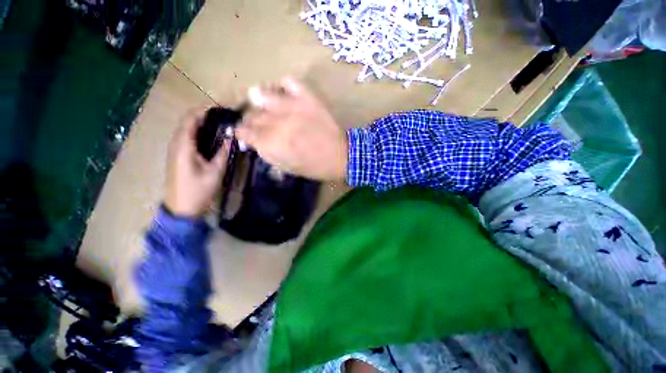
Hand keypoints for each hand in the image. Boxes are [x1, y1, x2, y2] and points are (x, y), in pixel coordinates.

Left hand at [164, 109, 229, 217]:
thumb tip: (231, 136)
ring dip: (204, 124)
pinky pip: (188, 138)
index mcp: (183, 145)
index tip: (223, 110)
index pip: (191, 118)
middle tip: (226, 118)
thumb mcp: (215, 171)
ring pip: (188, 129)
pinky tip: (214, 138)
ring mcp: (176, 150)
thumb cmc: (198, 190)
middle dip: (206, 116)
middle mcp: (176, 143)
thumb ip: (223, 151)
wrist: (181, 208)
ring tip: (223, 126)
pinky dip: (200, 133)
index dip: (205, 110)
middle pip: (189, 122)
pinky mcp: (179, 156)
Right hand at [235, 77, 347, 180]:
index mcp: (271, 144)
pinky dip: (284, 87)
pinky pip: (288, 81)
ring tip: (271, 109)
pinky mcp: (307, 97)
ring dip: (262, 102)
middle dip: (252, 121)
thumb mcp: (287, 168)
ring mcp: (291, 106)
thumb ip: (267, 154)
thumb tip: (254, 142)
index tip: (247, 135)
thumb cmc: (315, 167)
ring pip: (260, 93)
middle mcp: (276, 122)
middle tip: (261, 125)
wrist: (341, 156)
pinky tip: (288, 96)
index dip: (243, 134)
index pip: (243, 131)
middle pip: (251, 114)